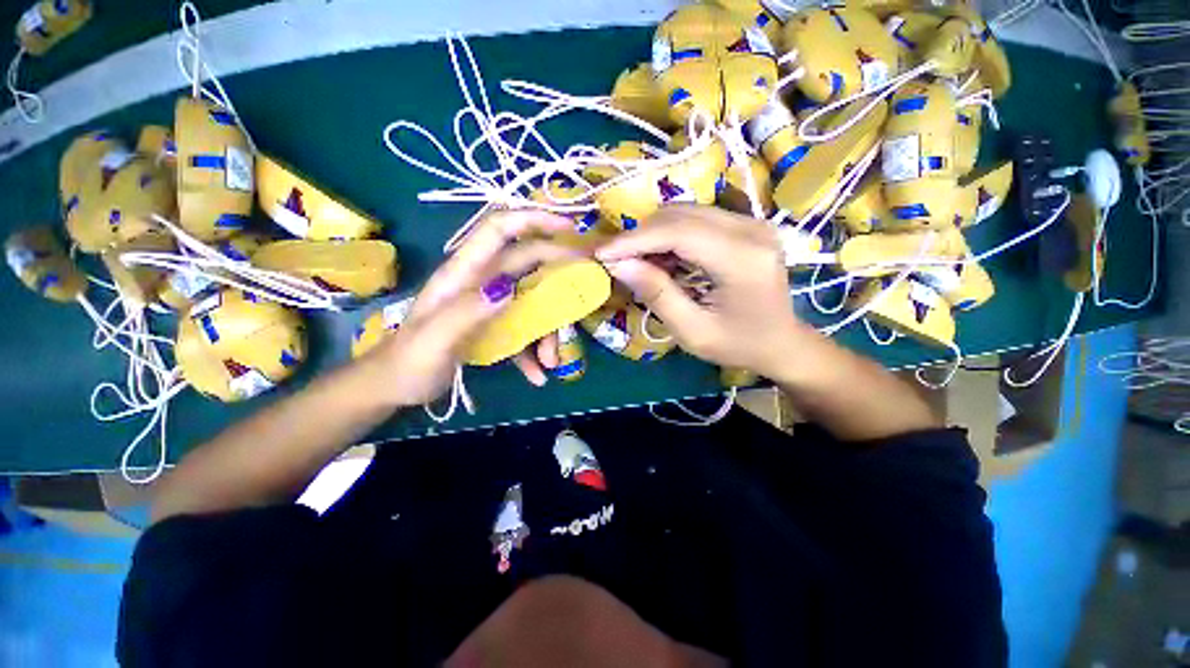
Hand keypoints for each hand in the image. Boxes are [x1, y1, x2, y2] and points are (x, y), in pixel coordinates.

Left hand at [368, 210, 577, 406]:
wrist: (395, 387)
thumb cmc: (407, 362)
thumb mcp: (434, 341)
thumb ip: (466, 312)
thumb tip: (508, 288)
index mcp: (463, 273)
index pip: (499, 229)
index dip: (534, 220)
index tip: (570, 229)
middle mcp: (480, 282)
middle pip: (528, 263)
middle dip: (558, 273)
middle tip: (586, 289)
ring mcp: (491, 305)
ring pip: (533, 301)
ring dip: (548, 329)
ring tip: (549, 361)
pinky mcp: (496, 325)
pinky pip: (524, 330)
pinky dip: (534, 350)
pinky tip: (537, 375)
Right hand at [596, 204, 804, 376]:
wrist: (781, 341)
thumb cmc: (738, 344)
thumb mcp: (692, 331)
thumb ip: (657, 294)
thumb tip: (619, 265)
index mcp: (743, 259)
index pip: (679, 233)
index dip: (635, 240)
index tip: (602, 253)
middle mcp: (751, 229)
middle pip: (680, 216)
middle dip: (640, 235)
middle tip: (614, 258)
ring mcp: (751, 223)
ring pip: (685, 212)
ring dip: (653, 233)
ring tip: (634, 260)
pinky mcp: (745, 225)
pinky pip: (696, 219)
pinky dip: (669, 234)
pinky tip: (659, 257)